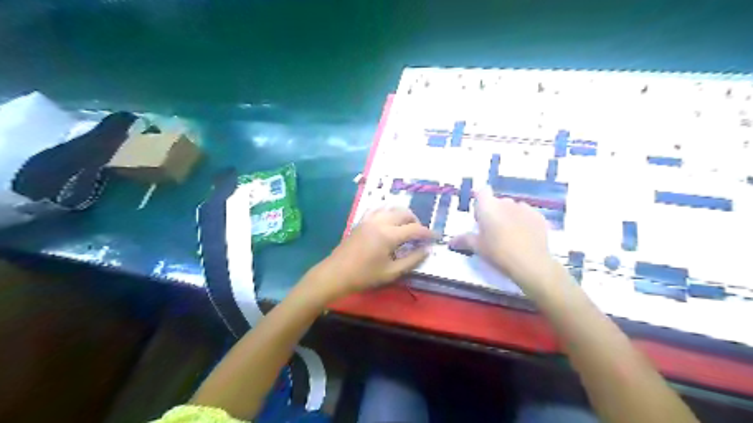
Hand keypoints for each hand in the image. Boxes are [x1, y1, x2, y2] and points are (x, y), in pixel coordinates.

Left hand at [309, 207, 432, 298]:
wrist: (335, 274)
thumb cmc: (364, 276)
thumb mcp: (391, 272)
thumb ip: (412, 260)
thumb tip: (427, 250)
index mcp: (388, 235)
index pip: (414, 229)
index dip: (428, 233)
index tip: (436, 238)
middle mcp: (380, 222)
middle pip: (404, 213)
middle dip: (416, 222)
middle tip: (420, 235)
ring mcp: (369, 219)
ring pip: (391, 208)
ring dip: (402, 215)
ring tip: (406, 228)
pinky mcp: (361, 221)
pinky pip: (378, 209)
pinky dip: (388, 212)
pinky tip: (389, 222)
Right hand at [449, 190, 561, 294]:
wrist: (531, 263)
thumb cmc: (498, 252)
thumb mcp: (478, 247)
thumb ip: (464, 240)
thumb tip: (450, 241)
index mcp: (488, 206)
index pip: (482, 192)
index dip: (480, 202)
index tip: (479, 217)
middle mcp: (506, 202)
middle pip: (497, 202)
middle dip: (494, 212)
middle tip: (492, 231)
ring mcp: (525, 208)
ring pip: (513, 208)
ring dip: (509, 216)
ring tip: (510, 235)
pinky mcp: (539, 217)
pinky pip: (527, 215)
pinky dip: (524, 222)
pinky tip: (524, 238)